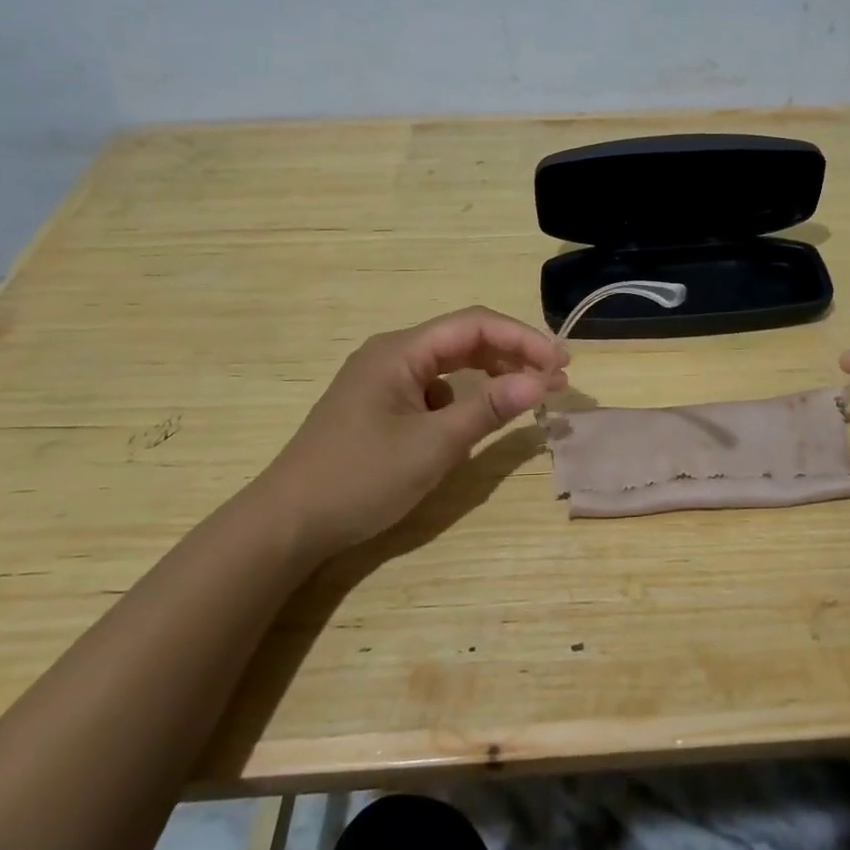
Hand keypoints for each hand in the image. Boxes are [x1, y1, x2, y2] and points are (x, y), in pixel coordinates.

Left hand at [259, 306, 567, 550]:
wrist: (287, 524)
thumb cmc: (360, 478)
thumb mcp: (433, 446)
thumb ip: (489, 409)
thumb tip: (542, 381)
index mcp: (400, 351)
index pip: (475, 326)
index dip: (523, 339)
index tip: (562, 364)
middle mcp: (392, 354)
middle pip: (464, 339)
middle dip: (512, 355)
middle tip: (555, 380)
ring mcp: (383, 380)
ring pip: (449, 364)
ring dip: (491, 375)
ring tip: (528, 394)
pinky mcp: (380, 406)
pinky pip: (433, 388)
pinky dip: (464, 397)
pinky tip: (473, 420)